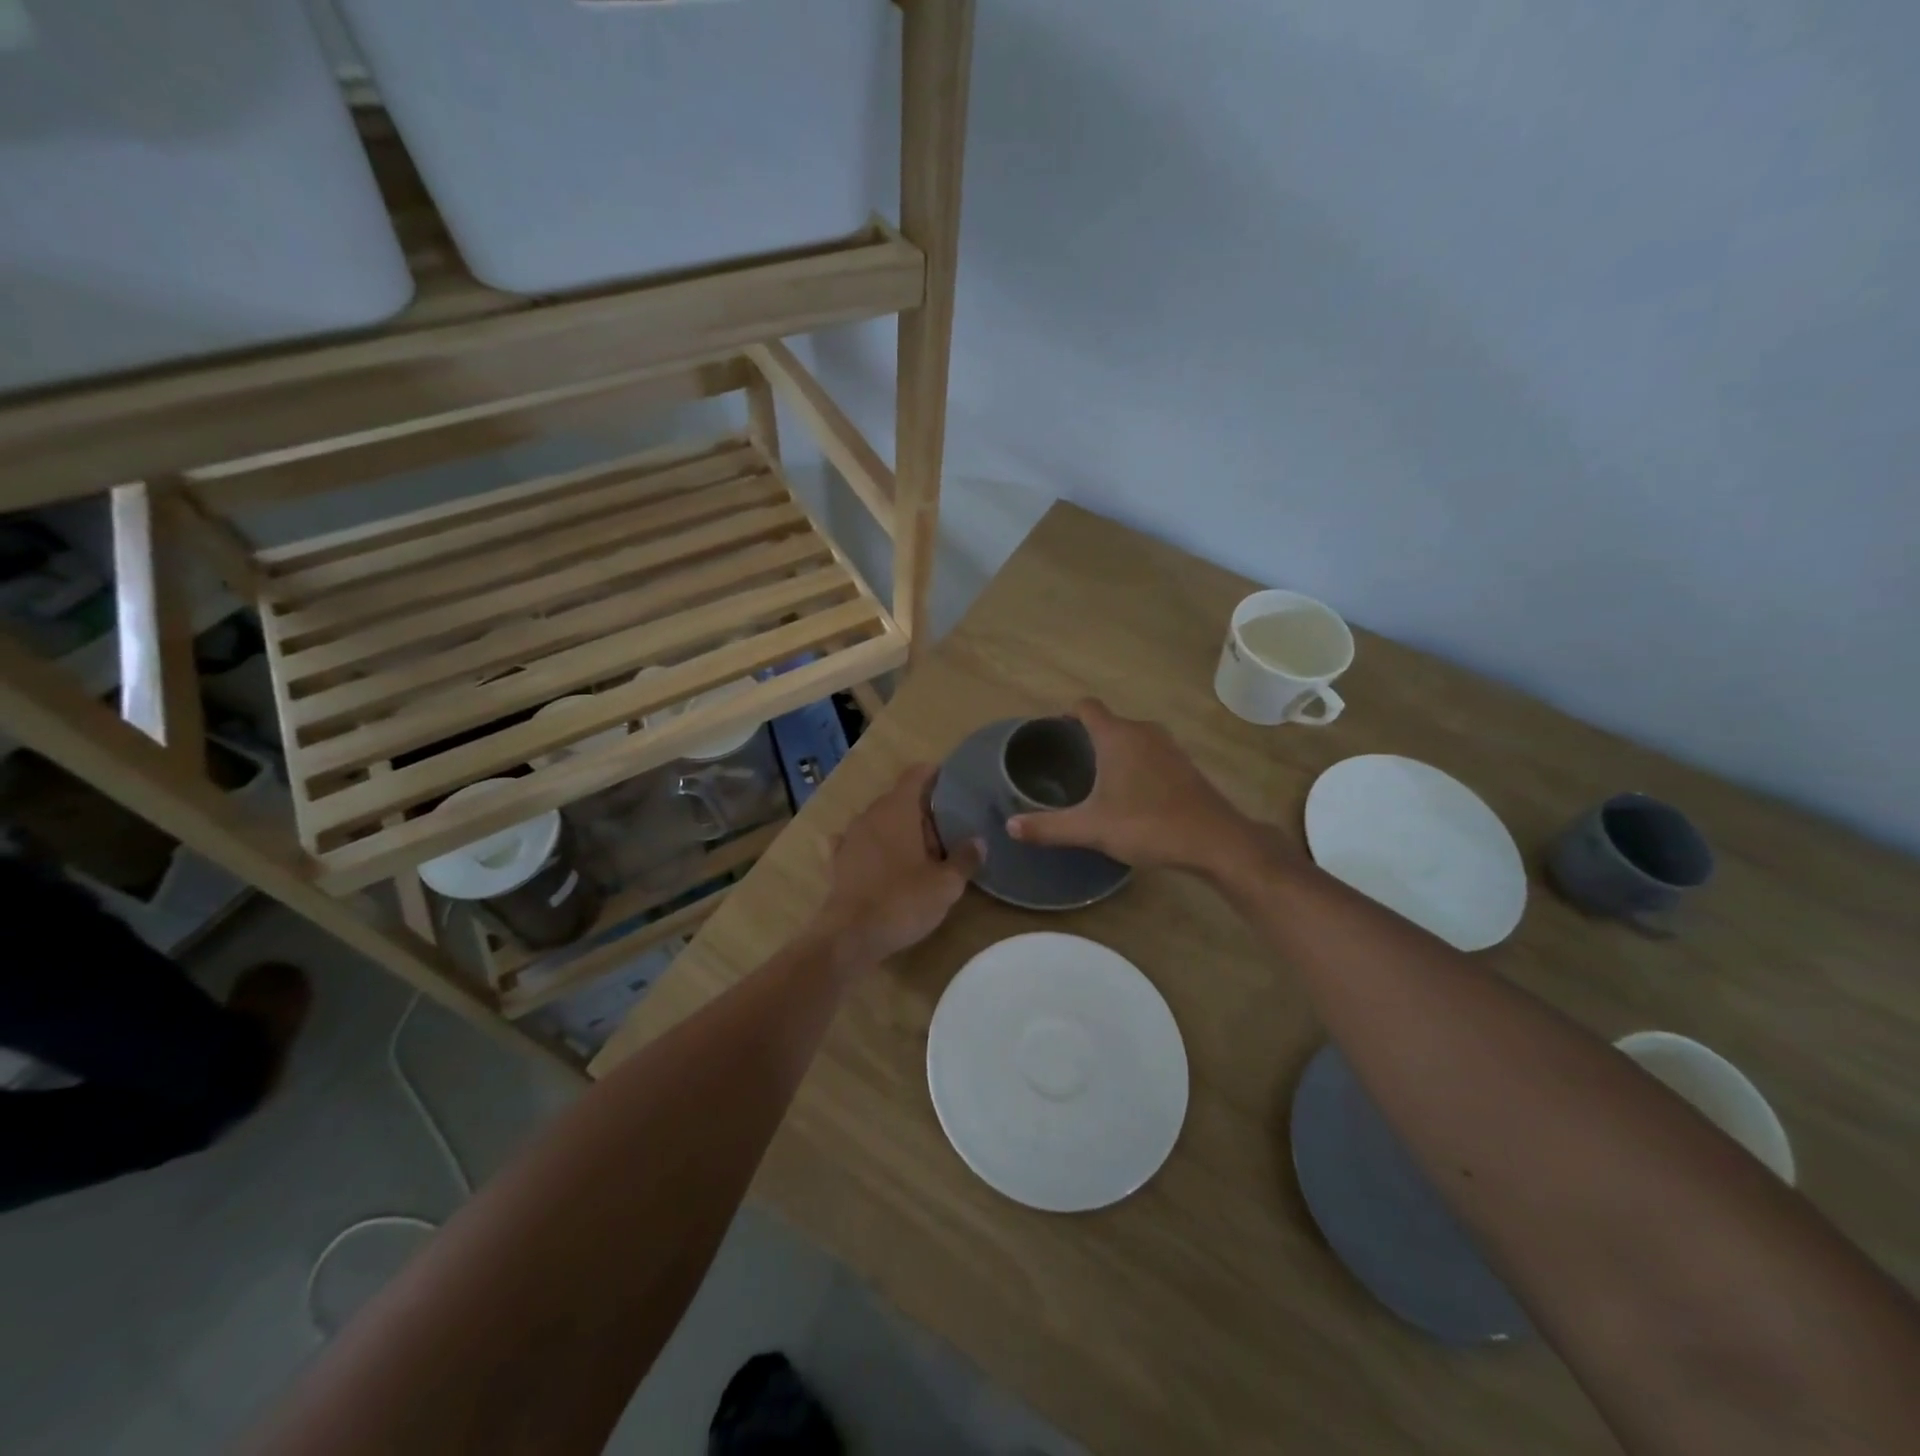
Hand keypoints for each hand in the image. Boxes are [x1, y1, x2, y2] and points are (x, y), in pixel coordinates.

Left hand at [811, 765, 983, 969]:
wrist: (849, 937)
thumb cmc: (902, 901)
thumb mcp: (946, 884)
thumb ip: (964, 859)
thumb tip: (978, 841)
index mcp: (897, 810)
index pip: (915, 775)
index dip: (933, 774)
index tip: (950, 780)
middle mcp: (870, 815)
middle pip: (898, 799)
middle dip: (921, 810)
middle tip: (946, 830)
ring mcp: (849, 838)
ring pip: (877, 821)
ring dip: (896, 829)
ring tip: (919, 850)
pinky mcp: (835, 862)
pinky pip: (854, 843)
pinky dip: (868, 846)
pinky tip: (875, 859)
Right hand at [1006, 698, 1278, 877]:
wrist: (1215, 840)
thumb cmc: (1148, 825)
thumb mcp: (1091, 828)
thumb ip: (1048, 826)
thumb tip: (1010, 826)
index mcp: (1117, 736)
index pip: (1086, 706)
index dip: (1066, 715)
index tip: (1051, 735)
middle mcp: (1143, 731)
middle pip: (1107, 722)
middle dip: (1085, 738)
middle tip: (1065, 765)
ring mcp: (1168, 747)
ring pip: (1131, 738)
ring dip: (1112, 752)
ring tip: (1093, 780)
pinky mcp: (1184, 765)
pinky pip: (1149, 753)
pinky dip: (1134, 764)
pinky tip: (1129, 794)